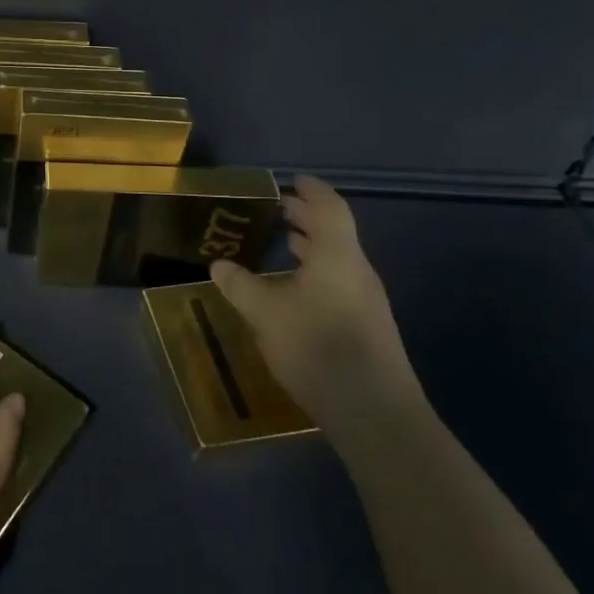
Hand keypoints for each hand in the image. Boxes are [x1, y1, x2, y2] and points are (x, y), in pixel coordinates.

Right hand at [210, 175, 422, 440]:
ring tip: (283, 243)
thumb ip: (240, 285)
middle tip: (277, 209)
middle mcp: (356, 271)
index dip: (312, 191)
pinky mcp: (366, 328)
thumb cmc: (317, 347)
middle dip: (306, 217)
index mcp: (337, 256)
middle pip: (334, 232)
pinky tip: (293, 290)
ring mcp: (365, 301)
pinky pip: (337, 283)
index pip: (329, 208)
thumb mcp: (265, 313)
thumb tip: (219, 264)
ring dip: (311, 247)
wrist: (375, 413)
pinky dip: (315, 272)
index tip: (293, 180)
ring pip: (336, 260)